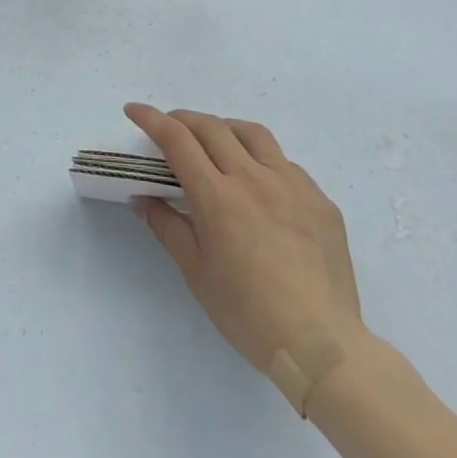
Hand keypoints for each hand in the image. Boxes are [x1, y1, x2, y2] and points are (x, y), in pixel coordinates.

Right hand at [126, 103, 370, 410]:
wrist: (322, 347)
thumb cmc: (248, 315)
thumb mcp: (196, 273)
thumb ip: (167, 227)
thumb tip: (143, 198)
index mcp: (218, 198)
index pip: (177, 140)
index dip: (151, 119)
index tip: (134, 110)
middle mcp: (254, 179)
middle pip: (212, 127)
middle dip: (183, 119)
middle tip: (169, 126)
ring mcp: (292, 185)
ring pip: (252, 134)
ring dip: (225, 128)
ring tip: (215, 142)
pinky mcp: (320, 200)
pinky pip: (286, 164)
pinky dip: (262, 160)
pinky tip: (261, 183)